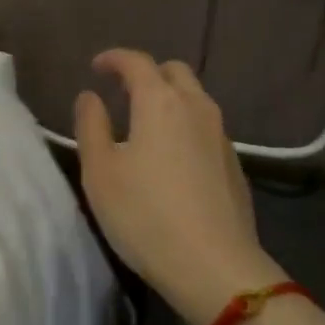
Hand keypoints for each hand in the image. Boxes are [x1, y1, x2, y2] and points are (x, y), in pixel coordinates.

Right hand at [74, 51, 268, 324]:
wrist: (214, 265)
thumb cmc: (145, 215)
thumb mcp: (101, 172)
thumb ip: (91, 126)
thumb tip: (90, 96)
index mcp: (161, 102)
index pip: (137, 62)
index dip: (114, 58)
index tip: (97, 66)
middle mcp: (197, 107)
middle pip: (174, 72)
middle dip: (147, 73)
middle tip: (124, 91)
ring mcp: (221, 135)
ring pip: (195, 99)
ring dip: (170, 99)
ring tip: (147, 124)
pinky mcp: (234, 163)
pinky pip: (206, 127)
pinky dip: (186, 126)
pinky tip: (173, 157)